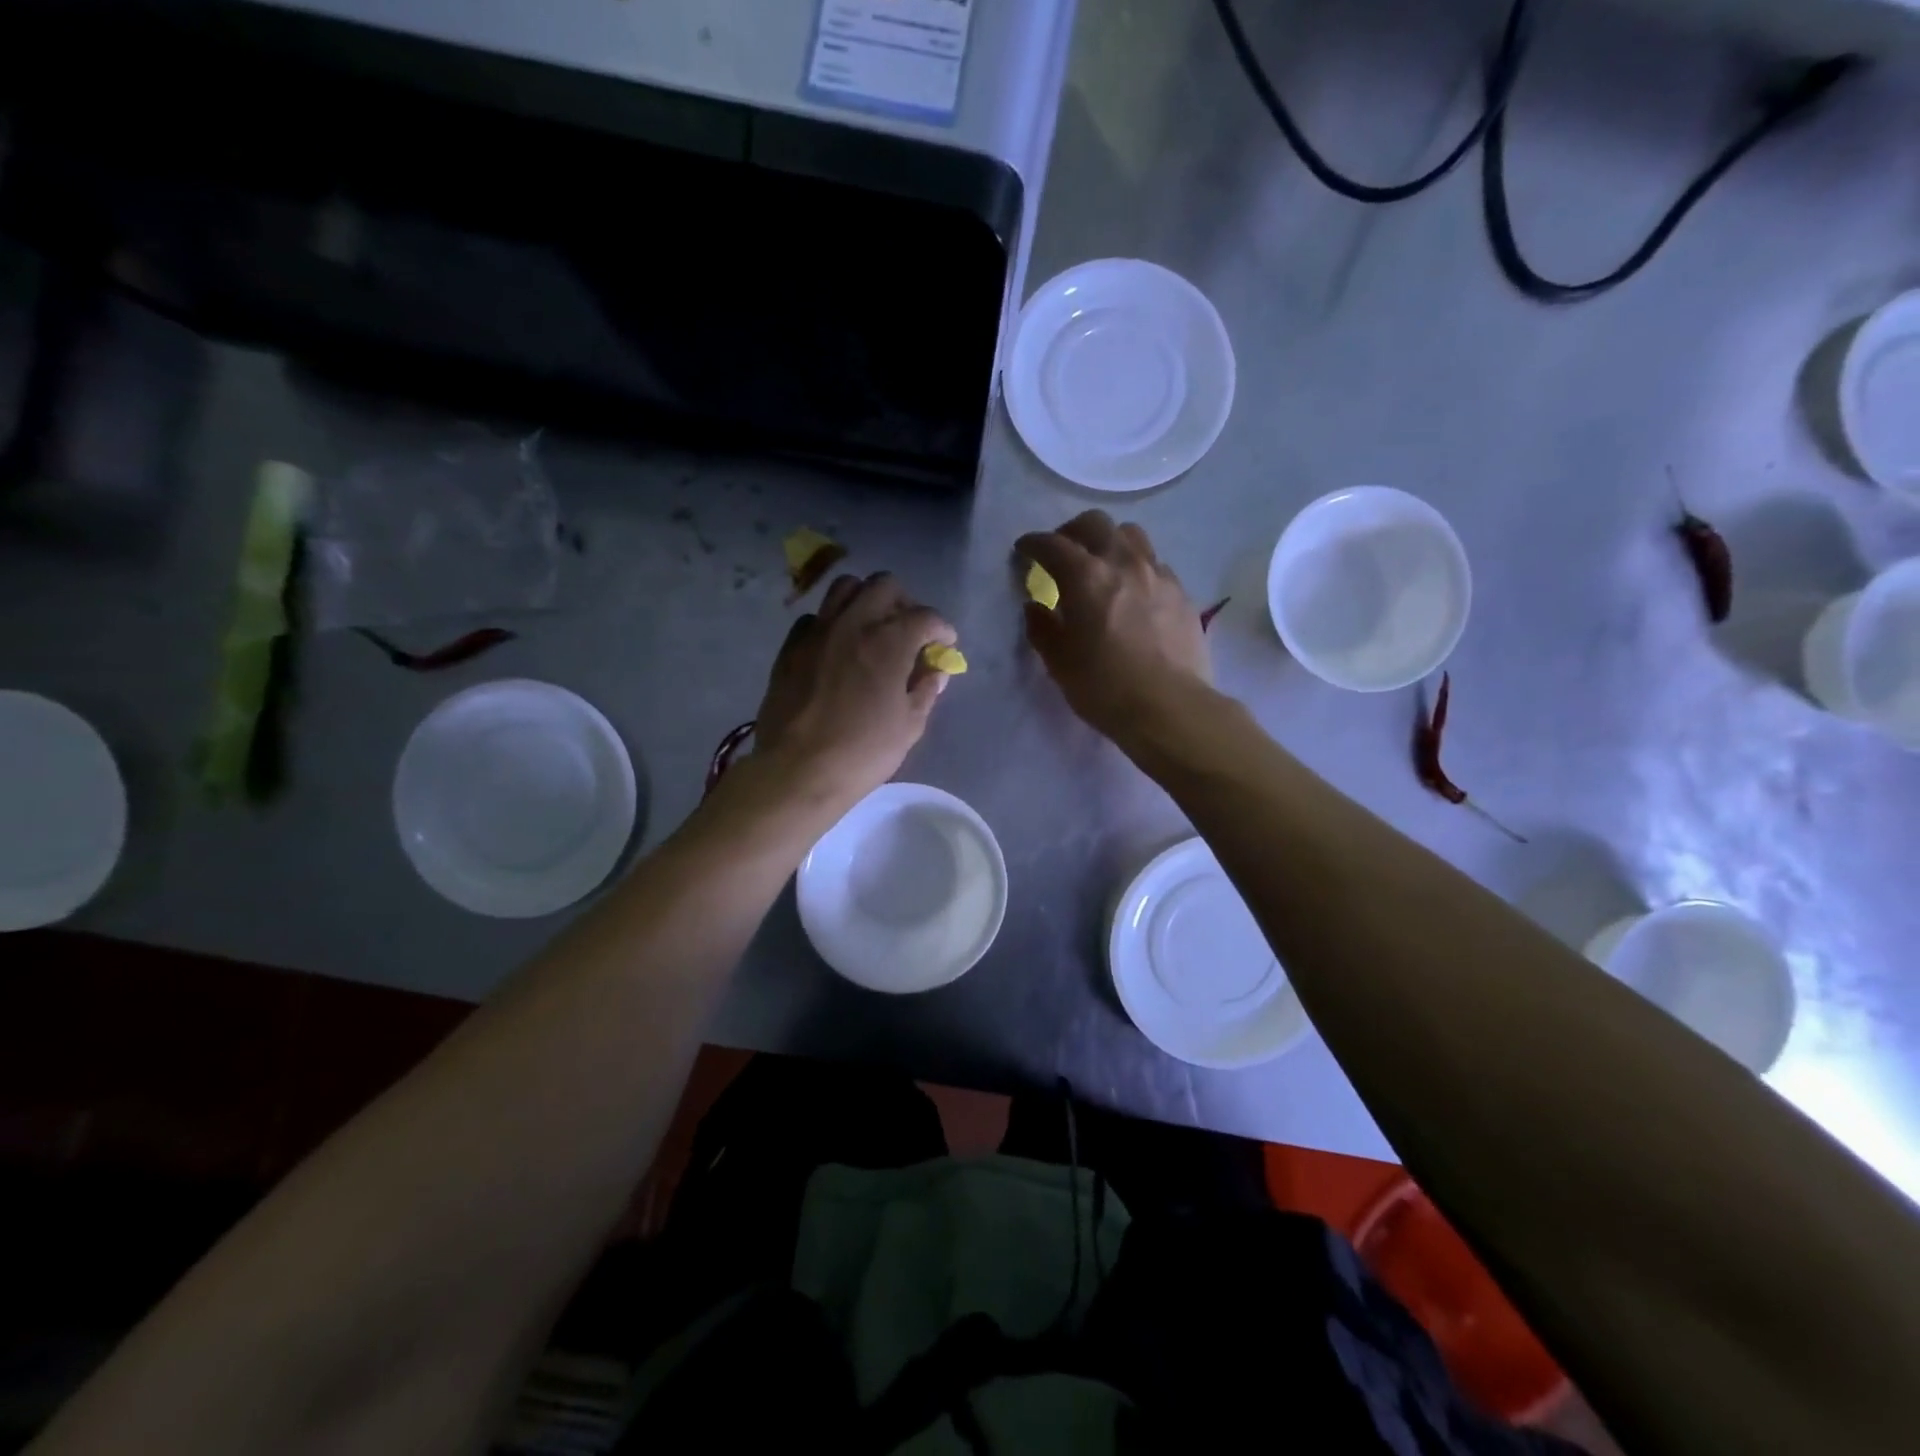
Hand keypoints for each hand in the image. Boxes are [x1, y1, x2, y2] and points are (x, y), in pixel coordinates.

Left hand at [753, 573, 956, 805]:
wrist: (797, 770)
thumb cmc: (862, 752)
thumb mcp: (909, 726)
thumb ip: (926, 690)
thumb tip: (936, 671)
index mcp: (889, 642)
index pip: (925, 616)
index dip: (941, 629)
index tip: (944, 645)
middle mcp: (853, 623)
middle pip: (884, 585)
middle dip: (904, 602)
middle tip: (909, 630)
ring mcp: (817, 631)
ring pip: (845, 588)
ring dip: (866, 600)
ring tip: (872, 627)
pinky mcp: (791, 646)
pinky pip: (815, 617)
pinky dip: (832, 623)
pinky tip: (837, 648)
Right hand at [1017, 512, 1211, 738]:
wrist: (1169, 707)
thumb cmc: (1104, 687)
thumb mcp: (1059, 663)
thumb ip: (1042, 628)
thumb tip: (1035, 607)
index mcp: (1086, 577)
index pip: (1052, 544)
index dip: (1032, 544)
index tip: (1023, 551)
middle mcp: (1123, 563)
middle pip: (1095, 524)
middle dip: (1071, 532)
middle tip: (1062, 553)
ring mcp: (1158, 574)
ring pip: (1131, 536)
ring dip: (1109, 542)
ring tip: (1102, 566)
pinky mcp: (1181, 593)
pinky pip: (1155, 564)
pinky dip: (1136, 568)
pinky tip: (1133, 592)